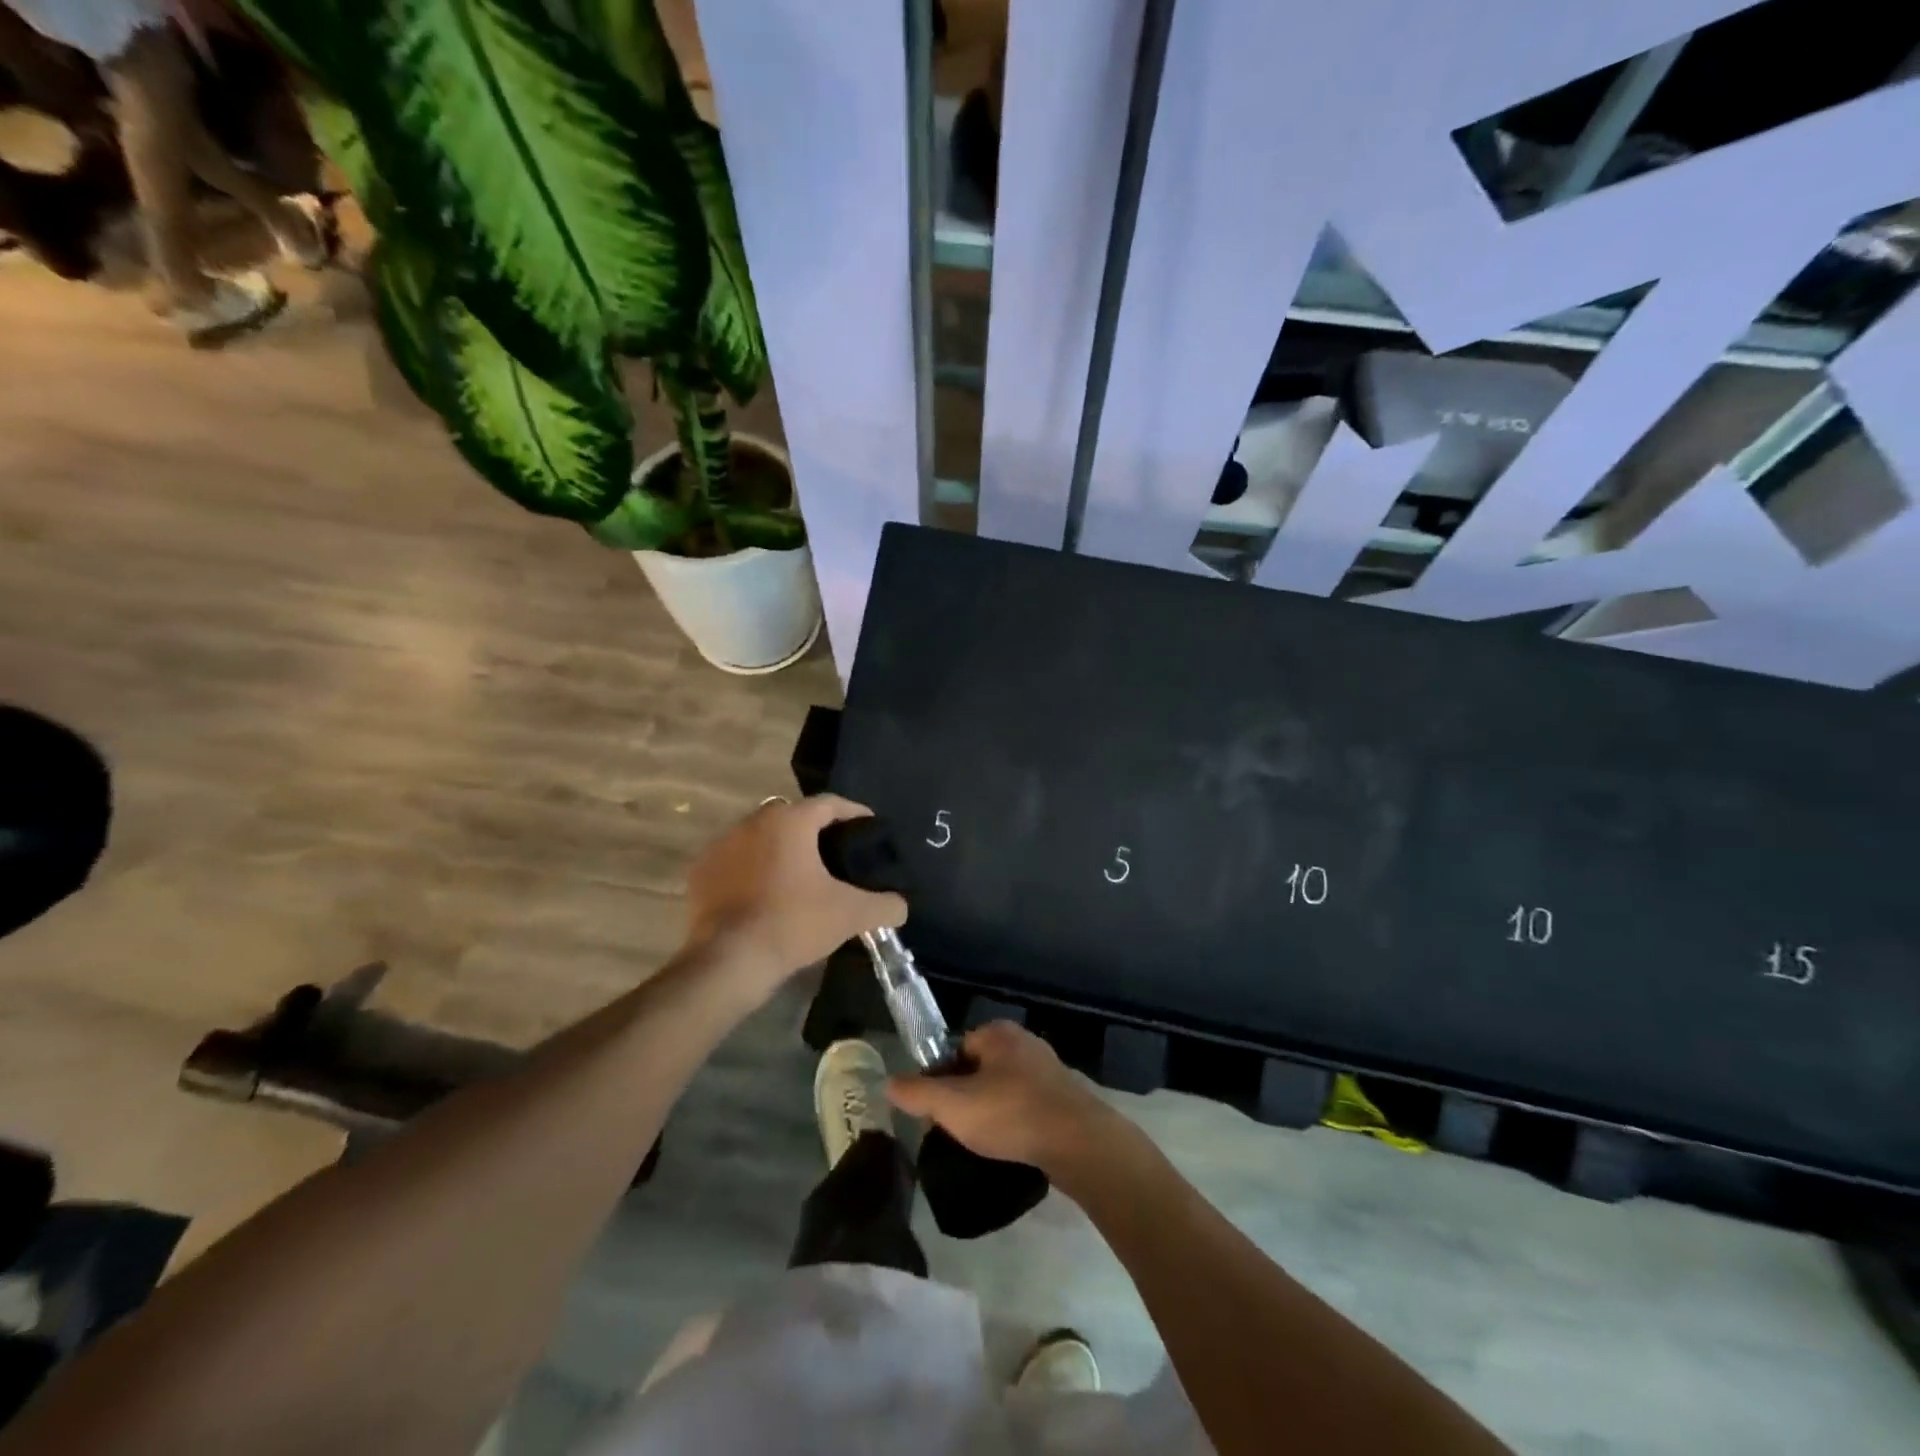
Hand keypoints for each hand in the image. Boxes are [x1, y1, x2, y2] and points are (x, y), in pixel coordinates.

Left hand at [683, 795, 906, 998]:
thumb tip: (901, 906)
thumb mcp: (850, 915)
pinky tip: (764, 892)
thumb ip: (885, 905)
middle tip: (834, 852)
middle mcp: (753, 821)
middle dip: (814, 829)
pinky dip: (751, 869)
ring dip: (779, 848)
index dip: (853, 813)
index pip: (829, 804)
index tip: (869, 827)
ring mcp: (721, 845)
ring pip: (760, 836)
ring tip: (799, 874)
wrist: (729, 960)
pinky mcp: (701, 871)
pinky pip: (735, 860)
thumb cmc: (793, 923)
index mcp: (790, 821)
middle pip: (792, 815)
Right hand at [887, 1021, 1118, 1172]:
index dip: (941, 1080)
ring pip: (1004, 1088)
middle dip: (967, 1096)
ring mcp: (1048, 1068)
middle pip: (979, 1068)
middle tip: (961, 1129)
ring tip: (987, 1142)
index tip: (939, 1112)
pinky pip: (1027, 1104)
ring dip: (992, 1111)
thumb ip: (918, 1093)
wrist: (1079, 1142)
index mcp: (997, 1033)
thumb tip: (889, 1083)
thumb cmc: (1011, 1114)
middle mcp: (1024, 1041)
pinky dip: (1017, 1122)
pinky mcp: (1065, 1096)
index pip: (955, 1049)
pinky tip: (1014, 1144)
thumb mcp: (953, 1106)